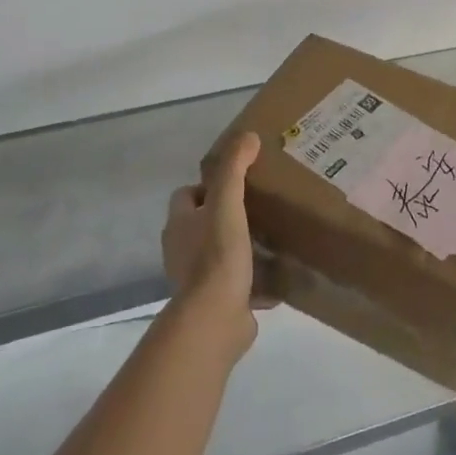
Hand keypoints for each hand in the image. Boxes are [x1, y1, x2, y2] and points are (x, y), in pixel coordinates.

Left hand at [163, 132, 264, 348]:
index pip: (185, 195)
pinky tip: (276, 275)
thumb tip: (248, 136)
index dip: (207, 187)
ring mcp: (196, 280)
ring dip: (239, 248)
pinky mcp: (216, 303)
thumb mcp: (227, 202)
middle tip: (258, 207)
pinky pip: (235, 284)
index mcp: (179, 225)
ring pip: (218, 254)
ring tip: (270, 239)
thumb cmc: (217, 254)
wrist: (215, 318)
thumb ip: (235, 168)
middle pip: (201, 224)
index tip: (236, 184)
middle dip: (225, 216)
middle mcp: (182, 250)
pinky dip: (252, 279)